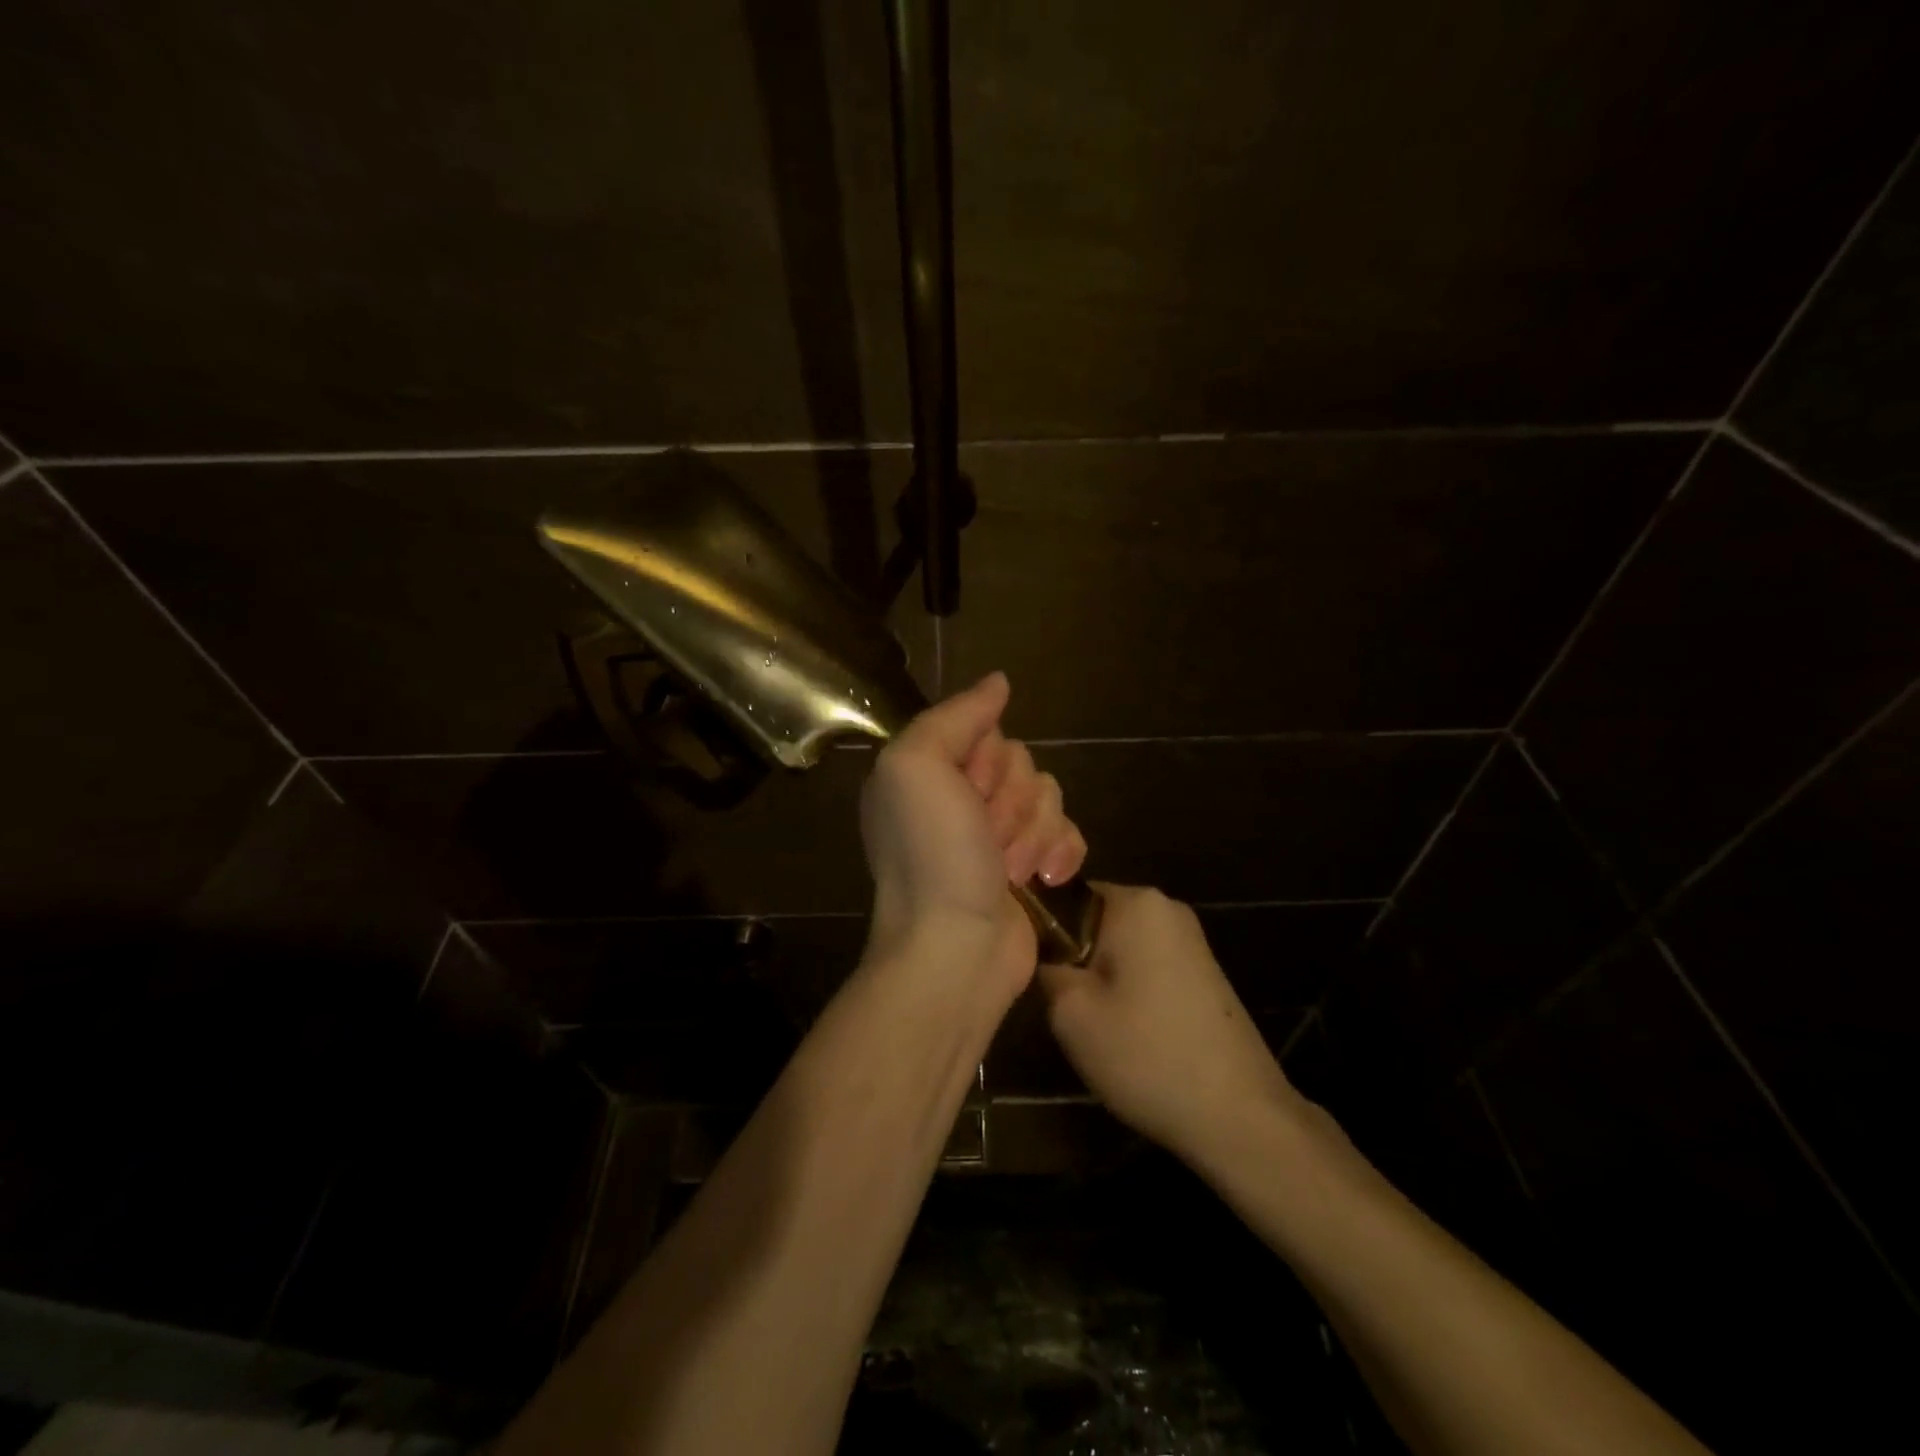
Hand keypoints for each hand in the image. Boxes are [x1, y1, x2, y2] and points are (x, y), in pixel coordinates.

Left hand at [860, 673, 1087, 1006]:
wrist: (956, 951)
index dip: (987, 758)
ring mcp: (997, 835)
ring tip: (1009, 869)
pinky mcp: (1032, 866)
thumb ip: (955, 716)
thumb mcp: (917, 767)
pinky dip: (1061, 853)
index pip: (985, 730)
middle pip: (1022, 762)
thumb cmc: (932, 856)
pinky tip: (1045, 879)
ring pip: (1049, 796)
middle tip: (985, 836)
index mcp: (928, 770)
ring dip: (1033, 832)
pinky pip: (1068, 833)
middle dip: (1012, 800)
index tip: (968, 789)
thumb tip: (999, 681)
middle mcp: (960, 797)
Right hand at [1038, 883, 1299, 1160]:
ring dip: (1099, 978)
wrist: (1240, 1116)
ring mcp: (1190, 939)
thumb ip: (1044, 964)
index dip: (1040, 932)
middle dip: (1073, 957)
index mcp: (1135, 902)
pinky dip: (1128, 991)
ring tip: (1095, 1025)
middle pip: (1092, 921)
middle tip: (1064, 1006)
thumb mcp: (1071, 1012)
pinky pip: (1145, 965)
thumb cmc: (1147, 1055)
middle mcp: (1166, 906)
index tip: (1032, 972)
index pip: (1064, 896)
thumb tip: (1039, 947)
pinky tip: (1129, 1033)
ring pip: (1117, 946)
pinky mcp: (1203, 971)